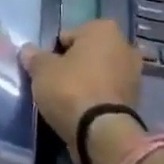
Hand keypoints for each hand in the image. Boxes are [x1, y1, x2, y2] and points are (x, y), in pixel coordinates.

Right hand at [21, 19, 143, 163]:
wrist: (102, 133)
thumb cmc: (71, 89)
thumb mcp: (41, 70)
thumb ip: (34, 56)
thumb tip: (28, 51)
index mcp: (103, 29)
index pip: (67, 35)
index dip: (53, 52)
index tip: (45, 69)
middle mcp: (124, 46)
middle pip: (86, 53)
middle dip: (73, 65)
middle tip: (54, 83)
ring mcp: (133, 74)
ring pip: (98, 73)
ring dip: (86, 82)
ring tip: (66, 99)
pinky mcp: (136, 100)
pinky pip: (107, 92)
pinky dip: (96, 97)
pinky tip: (81, 110)